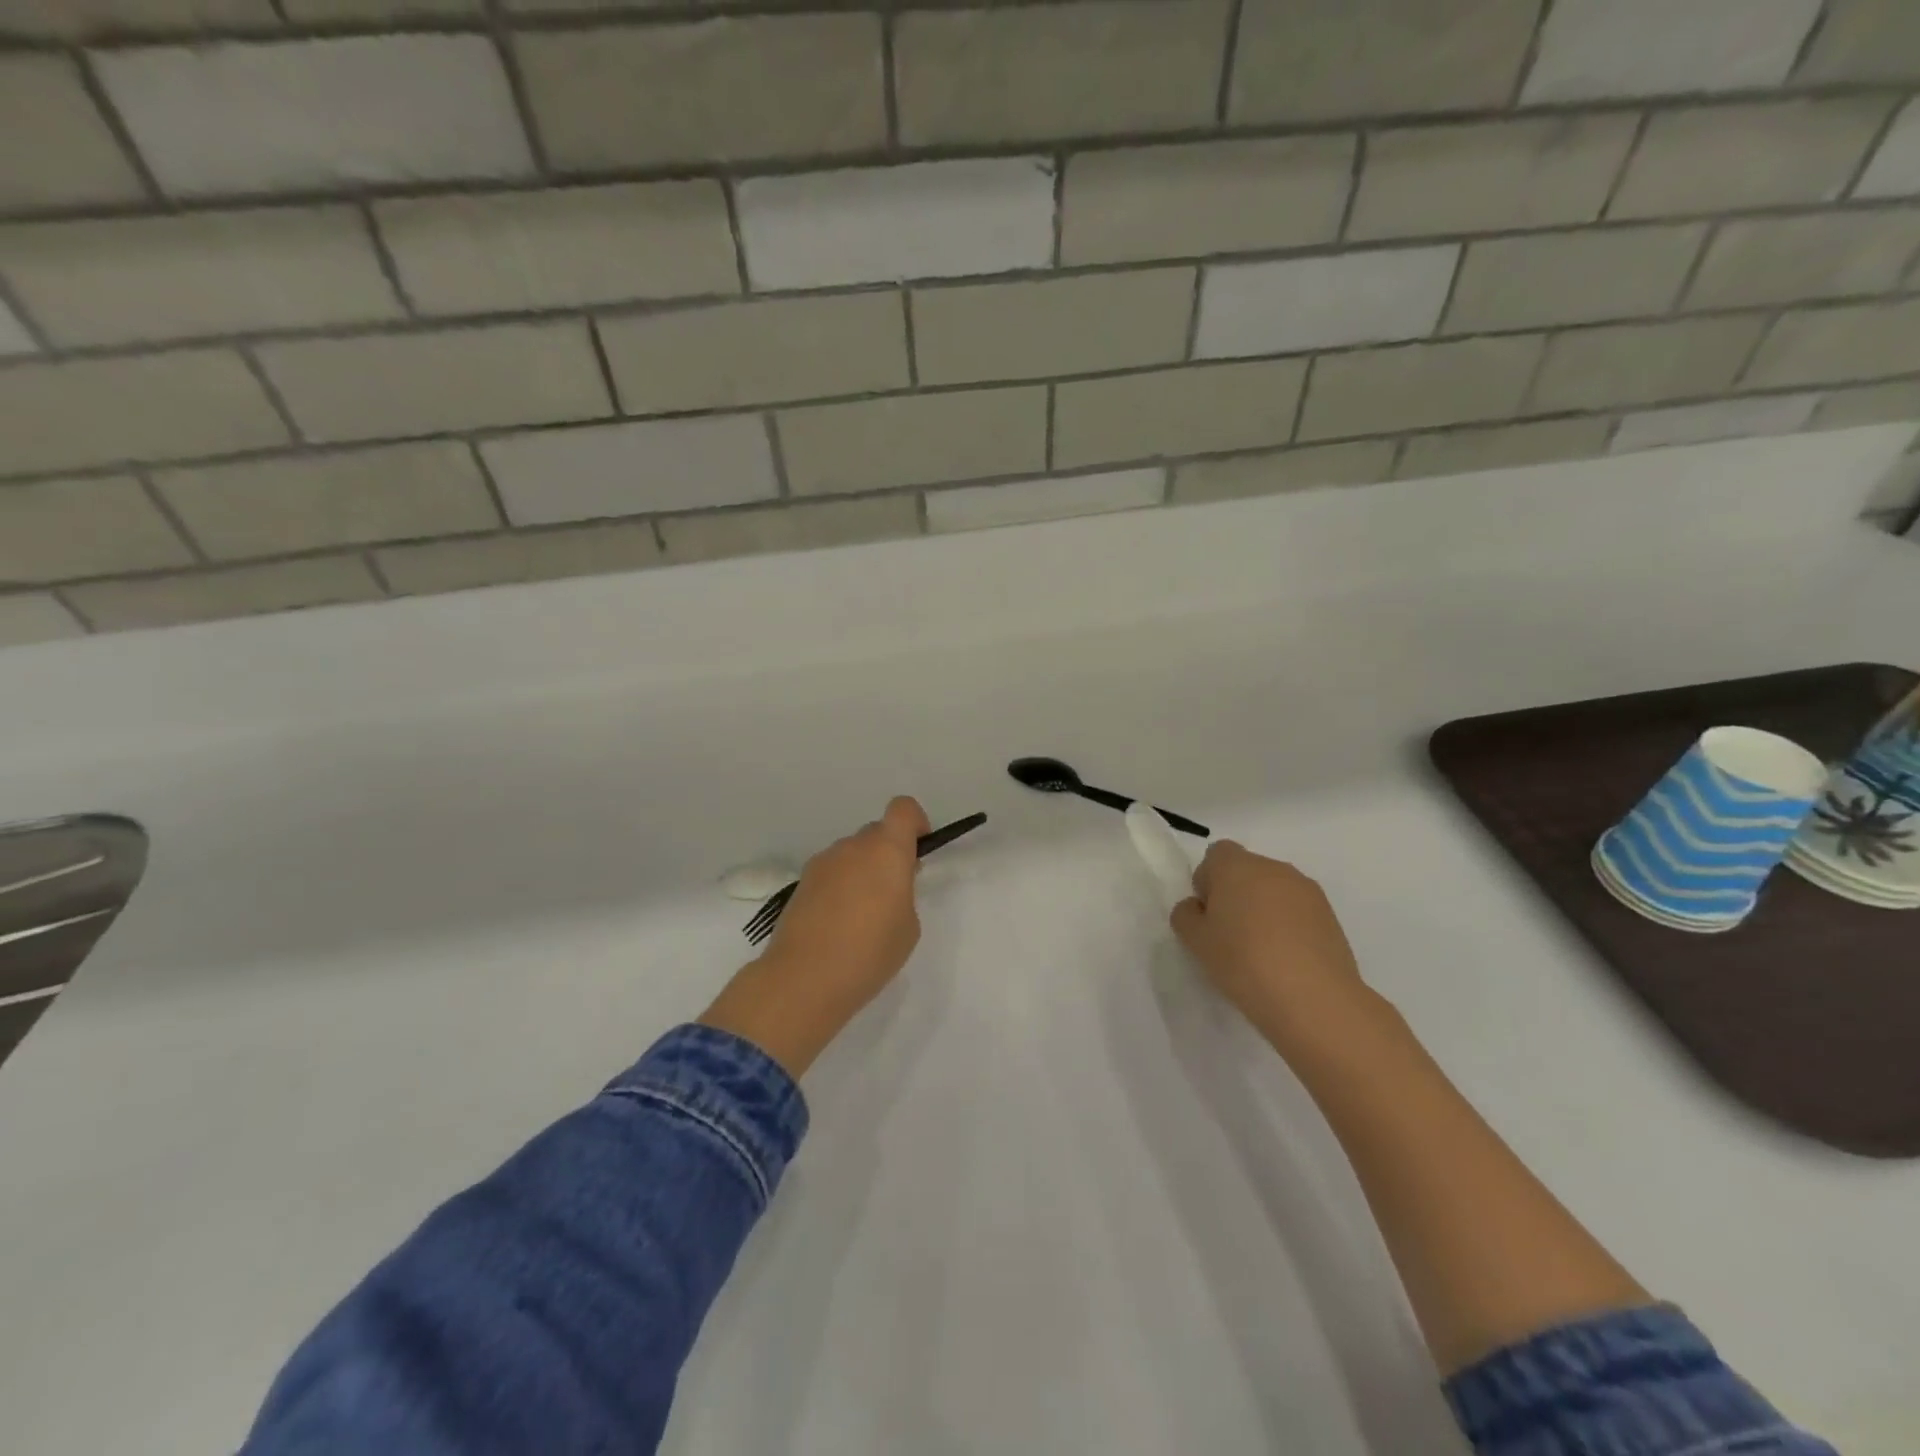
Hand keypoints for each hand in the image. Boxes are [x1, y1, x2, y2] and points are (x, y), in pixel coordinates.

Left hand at [700, 797, 930, 1077]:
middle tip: (893, 894)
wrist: (804, 979)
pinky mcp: (800, 883)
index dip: (915, 823)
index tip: (917, 854)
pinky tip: (838, 925)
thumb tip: (886, 886)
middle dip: (888, 854)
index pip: (903, 809)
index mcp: (887, 850)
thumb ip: (903, 894)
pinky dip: (839, 888)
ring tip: (862, 916)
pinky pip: (831, 874)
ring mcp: (822, 863)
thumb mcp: (908, 926)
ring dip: (861, 871)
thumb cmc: (870, 952)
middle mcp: (853, 847)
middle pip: (876, 833)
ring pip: (851, 854)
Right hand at [1170, 841, 1370, 1047]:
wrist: (1313, 998)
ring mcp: (1307, 890)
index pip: (1216, 854)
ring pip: (1274, 890)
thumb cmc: (1243, 961)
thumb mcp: (1195, 941)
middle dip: (1236, 894)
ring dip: (1264, 909)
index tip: (1208, 914)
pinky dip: (1288, 924)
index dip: (1208, 880)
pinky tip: (1286, 958)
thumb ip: (1186, 915)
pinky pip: (1298, 910)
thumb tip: (1198, 907)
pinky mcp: (1330, 915)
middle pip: (1246, 870)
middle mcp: (1273, 868)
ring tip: (1261, 950)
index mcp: (1236, 866)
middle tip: (1230, 934)